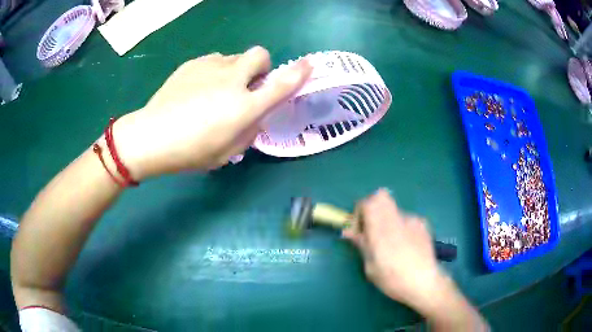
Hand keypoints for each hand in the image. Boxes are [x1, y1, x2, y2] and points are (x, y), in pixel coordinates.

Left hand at [113, 46, 311, 179]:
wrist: (150, 137)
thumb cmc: (190, 152)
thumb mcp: (226, 153)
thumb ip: (249, 133)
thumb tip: (255, 117)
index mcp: (243, 107)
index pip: (281, 84)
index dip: (299, 72)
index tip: (309, 64)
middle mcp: (232, 80)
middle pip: (259, 54)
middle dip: (260, 67)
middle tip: (246, 86)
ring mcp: (210, 67)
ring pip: (235, 57)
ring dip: (235, 70)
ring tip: (215, 90)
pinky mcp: (192, 63)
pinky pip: (214, 60)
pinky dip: (215, 70)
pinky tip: (197, 88)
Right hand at [342, 189, 445, 311]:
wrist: (424, 283)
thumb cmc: (393, 279)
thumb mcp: (370, 266)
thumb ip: (361, 244)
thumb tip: (349, 231)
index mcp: (381, 229)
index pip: (366, 202)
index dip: (358, 213)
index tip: (359, 231)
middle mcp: (397, 218)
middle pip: (381, 197)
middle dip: (372, 209)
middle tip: (371, 230)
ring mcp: (412, 220)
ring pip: (394, 210)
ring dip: (387, 221)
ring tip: (391, 244)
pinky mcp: (423, 224)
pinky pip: (407, 220)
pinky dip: (401, 228)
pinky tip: (406, 246)